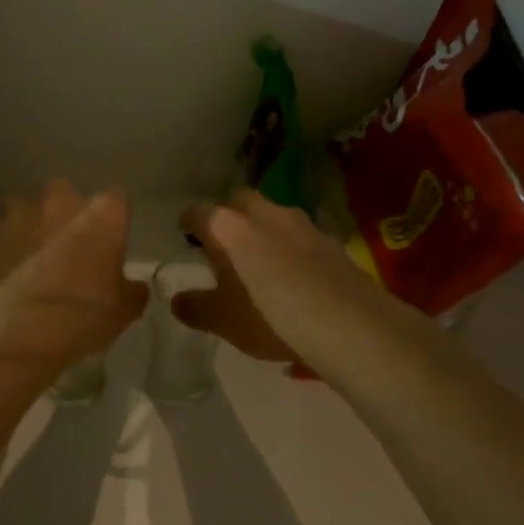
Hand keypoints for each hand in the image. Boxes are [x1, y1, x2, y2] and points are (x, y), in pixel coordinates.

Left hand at [0, 180, 147, 381]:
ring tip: (33, 259)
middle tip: (69, 248)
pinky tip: (8, 275)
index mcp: (101, 213)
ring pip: (26, 209)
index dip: (113, 220)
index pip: (117, 199)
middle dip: (66, 214)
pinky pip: (1, 235)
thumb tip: (132, 286)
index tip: (111, 242)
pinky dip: (6, 249)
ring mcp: (19, 216)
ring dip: (31, 226)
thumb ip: (131, 289)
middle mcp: (59, 202)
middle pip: (66, 194)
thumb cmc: (81, 316)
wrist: (15, 335)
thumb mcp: (123, 311)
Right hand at [173, 190, 399, 368]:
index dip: (188, 222)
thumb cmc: (268, 316)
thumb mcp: (222, 321)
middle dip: (229, 217)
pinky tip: (294, 274)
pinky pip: (300, 237)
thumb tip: (177, 300)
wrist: (345, 322)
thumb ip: (195, 307)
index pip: (198, 212)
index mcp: (227, 226)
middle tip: (225, 244)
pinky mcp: (329, 240)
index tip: (186, 234)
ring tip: (261, 259)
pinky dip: (291, 248)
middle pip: (238, 202)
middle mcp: (262, 213)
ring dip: (263, 230)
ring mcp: (300, 223)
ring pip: (273, 216)